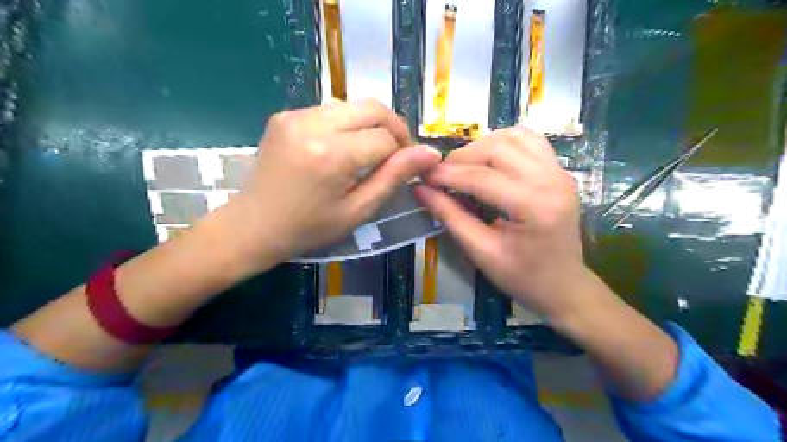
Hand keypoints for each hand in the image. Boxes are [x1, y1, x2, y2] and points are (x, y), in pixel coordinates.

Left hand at [226, 100, 441, 271]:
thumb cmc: (309, 228)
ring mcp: (295, 114)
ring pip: (353, 105)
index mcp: (332, 155)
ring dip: (370, 125)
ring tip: (368, 153)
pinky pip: (331, 110)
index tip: (403, 170)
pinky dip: (347, 124)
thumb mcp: (357, 211)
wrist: (254, 225)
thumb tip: (430, 153)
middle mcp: (313, 124)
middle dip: (393, 128)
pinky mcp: (286, 114)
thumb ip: (394, 178)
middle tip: (394, 155)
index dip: (402, 152)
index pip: (386, 138)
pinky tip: (342, 148)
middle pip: (373, 108)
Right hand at [414, 126, 586, 317]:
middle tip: (440, 174)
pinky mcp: (559, 170)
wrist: (564, 286)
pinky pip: (529, 141)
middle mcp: (552, 180)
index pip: (481, 178)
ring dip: (482, 146)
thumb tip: (421, 190)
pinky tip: (488, 159)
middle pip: (497, 149)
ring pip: (513, 137)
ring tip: (462, 166)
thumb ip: (451, 217)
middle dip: (462, 157)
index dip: (447, 175)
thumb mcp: (481, 252)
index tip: (422, 177)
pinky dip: (503, 143)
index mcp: (535, 207)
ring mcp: (559, 171)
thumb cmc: (522, 277)